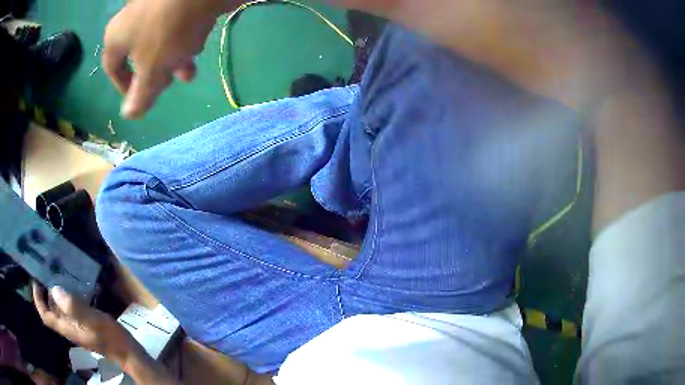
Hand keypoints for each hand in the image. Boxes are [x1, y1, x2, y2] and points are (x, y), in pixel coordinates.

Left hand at [32, 282, 139, 365]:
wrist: (127, 352)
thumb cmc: (110, 338)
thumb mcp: (93, 321)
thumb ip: (74, 308)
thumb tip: (55, 289)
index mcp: (67, 328)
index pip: (46, 316)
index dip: (38, 299)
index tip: (36, 279)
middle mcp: (68, 327)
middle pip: (51, 310)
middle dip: (45, 290)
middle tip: (47, 269)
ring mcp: (76, 326)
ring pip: (60, 308)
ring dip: (56, 291)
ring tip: (59, 272)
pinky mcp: (84, 324)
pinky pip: (70, 308)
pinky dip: (67, 296)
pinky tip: (75, 286)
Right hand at [103, 0, 229, 118]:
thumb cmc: (168, 30)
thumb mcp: (152, 69)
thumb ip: (141, 94)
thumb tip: (129, 115)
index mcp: (118, 35)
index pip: (112, 66)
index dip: (123, 85)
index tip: (138, 97)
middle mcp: (134, 18)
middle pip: (140, 54)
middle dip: (156, 73)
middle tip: (170, 83)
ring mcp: (158, 6)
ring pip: (161, 39)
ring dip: (174, 58)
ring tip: (189, 71)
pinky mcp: (181, 1)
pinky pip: (178, 23)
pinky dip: (185, 37)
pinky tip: (199, 41)